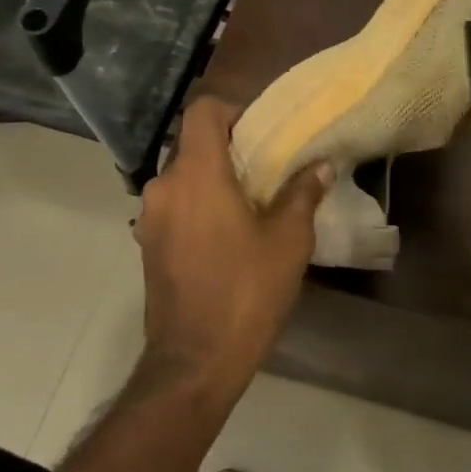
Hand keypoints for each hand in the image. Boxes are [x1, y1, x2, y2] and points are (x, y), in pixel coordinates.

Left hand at [135, 97, 331, 393]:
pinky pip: (176, 206)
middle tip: (268, 169)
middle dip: (230, 149)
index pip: (202, 111)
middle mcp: (164, 187)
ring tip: (251, 204)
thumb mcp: (288, 241)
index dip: (233, 110)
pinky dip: (199, 206)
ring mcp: (150, 218)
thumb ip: (303, 193)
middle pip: (193, 144)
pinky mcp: (148, 245)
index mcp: (197, 174)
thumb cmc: (246, 291)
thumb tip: (321, 164)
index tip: (261, 132)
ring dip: (214, 180)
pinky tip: (228, 235)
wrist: (195, 361)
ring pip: (184, 177)